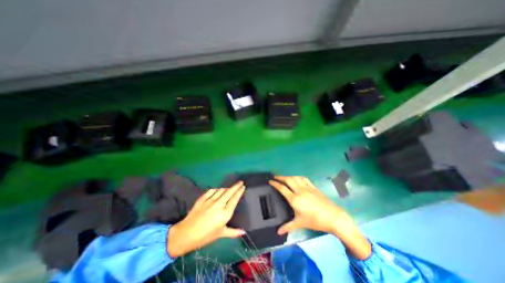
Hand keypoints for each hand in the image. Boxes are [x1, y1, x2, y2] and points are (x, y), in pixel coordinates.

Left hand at [167, 181, 245, 258]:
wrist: (186, 234)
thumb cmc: (205, 236)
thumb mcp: (220, 234)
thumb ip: (233, 232)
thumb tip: (244, 232)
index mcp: (225, 214)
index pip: (235, 199)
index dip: (239, 191)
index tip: (243, 186)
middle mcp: (219, 204)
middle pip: (230, 192)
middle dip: (236, 186)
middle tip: (240, 182)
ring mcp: (210, 200)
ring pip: (221, 190)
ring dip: (227, 187)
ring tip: (230, 187)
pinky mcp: (202, 198)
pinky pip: (212, 190)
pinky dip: (217, 189)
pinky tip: (219, 189)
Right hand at [270, 177, 349, 233]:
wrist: (333, 217)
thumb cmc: (315, 220)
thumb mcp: (300, 223)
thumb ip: (288, 226)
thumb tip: (278, 232)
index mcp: (294, 199)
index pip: (282, 188)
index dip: (275, 183)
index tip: (270, 181)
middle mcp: (299, 191)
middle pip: (288, 180)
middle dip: (281, 177)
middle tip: (275, 177)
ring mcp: (307, 188)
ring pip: (296, 178)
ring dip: (289, 176)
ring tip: (285, 177)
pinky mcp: (313, 187)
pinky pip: (304, 179)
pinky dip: (298, 177)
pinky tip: (297, 178)